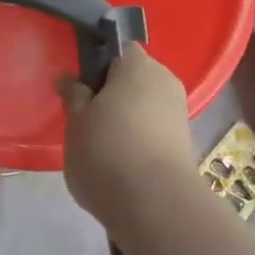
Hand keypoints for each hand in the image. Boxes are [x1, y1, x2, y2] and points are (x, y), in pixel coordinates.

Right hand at [58, 47, 195, 221]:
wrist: (156, 203)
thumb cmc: (107, 152)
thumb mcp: (76, 123)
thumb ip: (74, 96)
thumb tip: (69, 79)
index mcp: (138, 65)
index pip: (120, 50)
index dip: (100, 65)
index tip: (82, 89)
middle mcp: (165, 80)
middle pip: (135, 78)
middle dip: (114, 95)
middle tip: (88, 121)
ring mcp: (179, 110)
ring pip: (146, 105)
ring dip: (128, 119)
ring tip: (103, 148)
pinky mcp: (185, 140)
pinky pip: (156, 129)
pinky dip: (141, 139)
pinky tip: (123, 164)